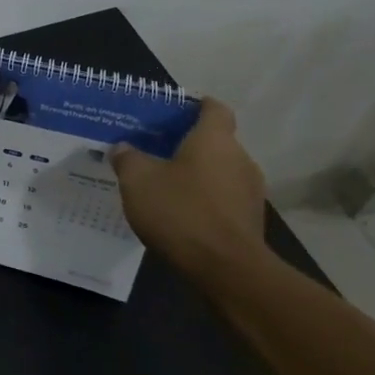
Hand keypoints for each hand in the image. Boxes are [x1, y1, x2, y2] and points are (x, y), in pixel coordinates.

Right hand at [111, 100, 267, 267]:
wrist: (227, 269)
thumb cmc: (181, 211)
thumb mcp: (138, 180)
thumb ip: (128, 158)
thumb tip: (123, 148)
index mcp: (214, 139)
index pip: (214, 108)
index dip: (196, 106)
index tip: (176, 111)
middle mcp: (240, 158)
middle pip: (217, 142)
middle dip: (190, 146)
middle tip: (158, 154)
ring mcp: (251, 192)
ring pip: (221, 172)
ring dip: (199, 177)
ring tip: (168, 189)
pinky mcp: (252, 221)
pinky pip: (225, 200)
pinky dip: (207, 202)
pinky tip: (183, 217)